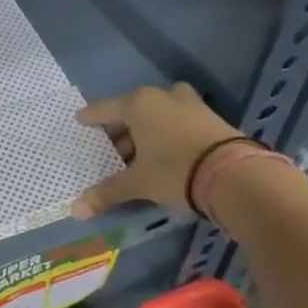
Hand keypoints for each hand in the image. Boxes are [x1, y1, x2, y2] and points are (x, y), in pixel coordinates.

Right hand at [71, 83, 241, 215]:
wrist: (232, 173)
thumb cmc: (173, 170)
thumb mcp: (137, 183)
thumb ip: (106, 193)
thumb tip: (75, 210)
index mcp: (138, 104)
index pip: (105, 109)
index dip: (91, 118)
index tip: (80, 120)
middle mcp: (163, 97)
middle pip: (133, 110)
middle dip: (121, 130)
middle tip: (111, 151)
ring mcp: (190, 104)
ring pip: (158, 115)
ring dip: (145, 132)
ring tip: (137, 156)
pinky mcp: (210, 117)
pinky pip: (177, 121)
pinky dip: (166, 133)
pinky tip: (163, 154)